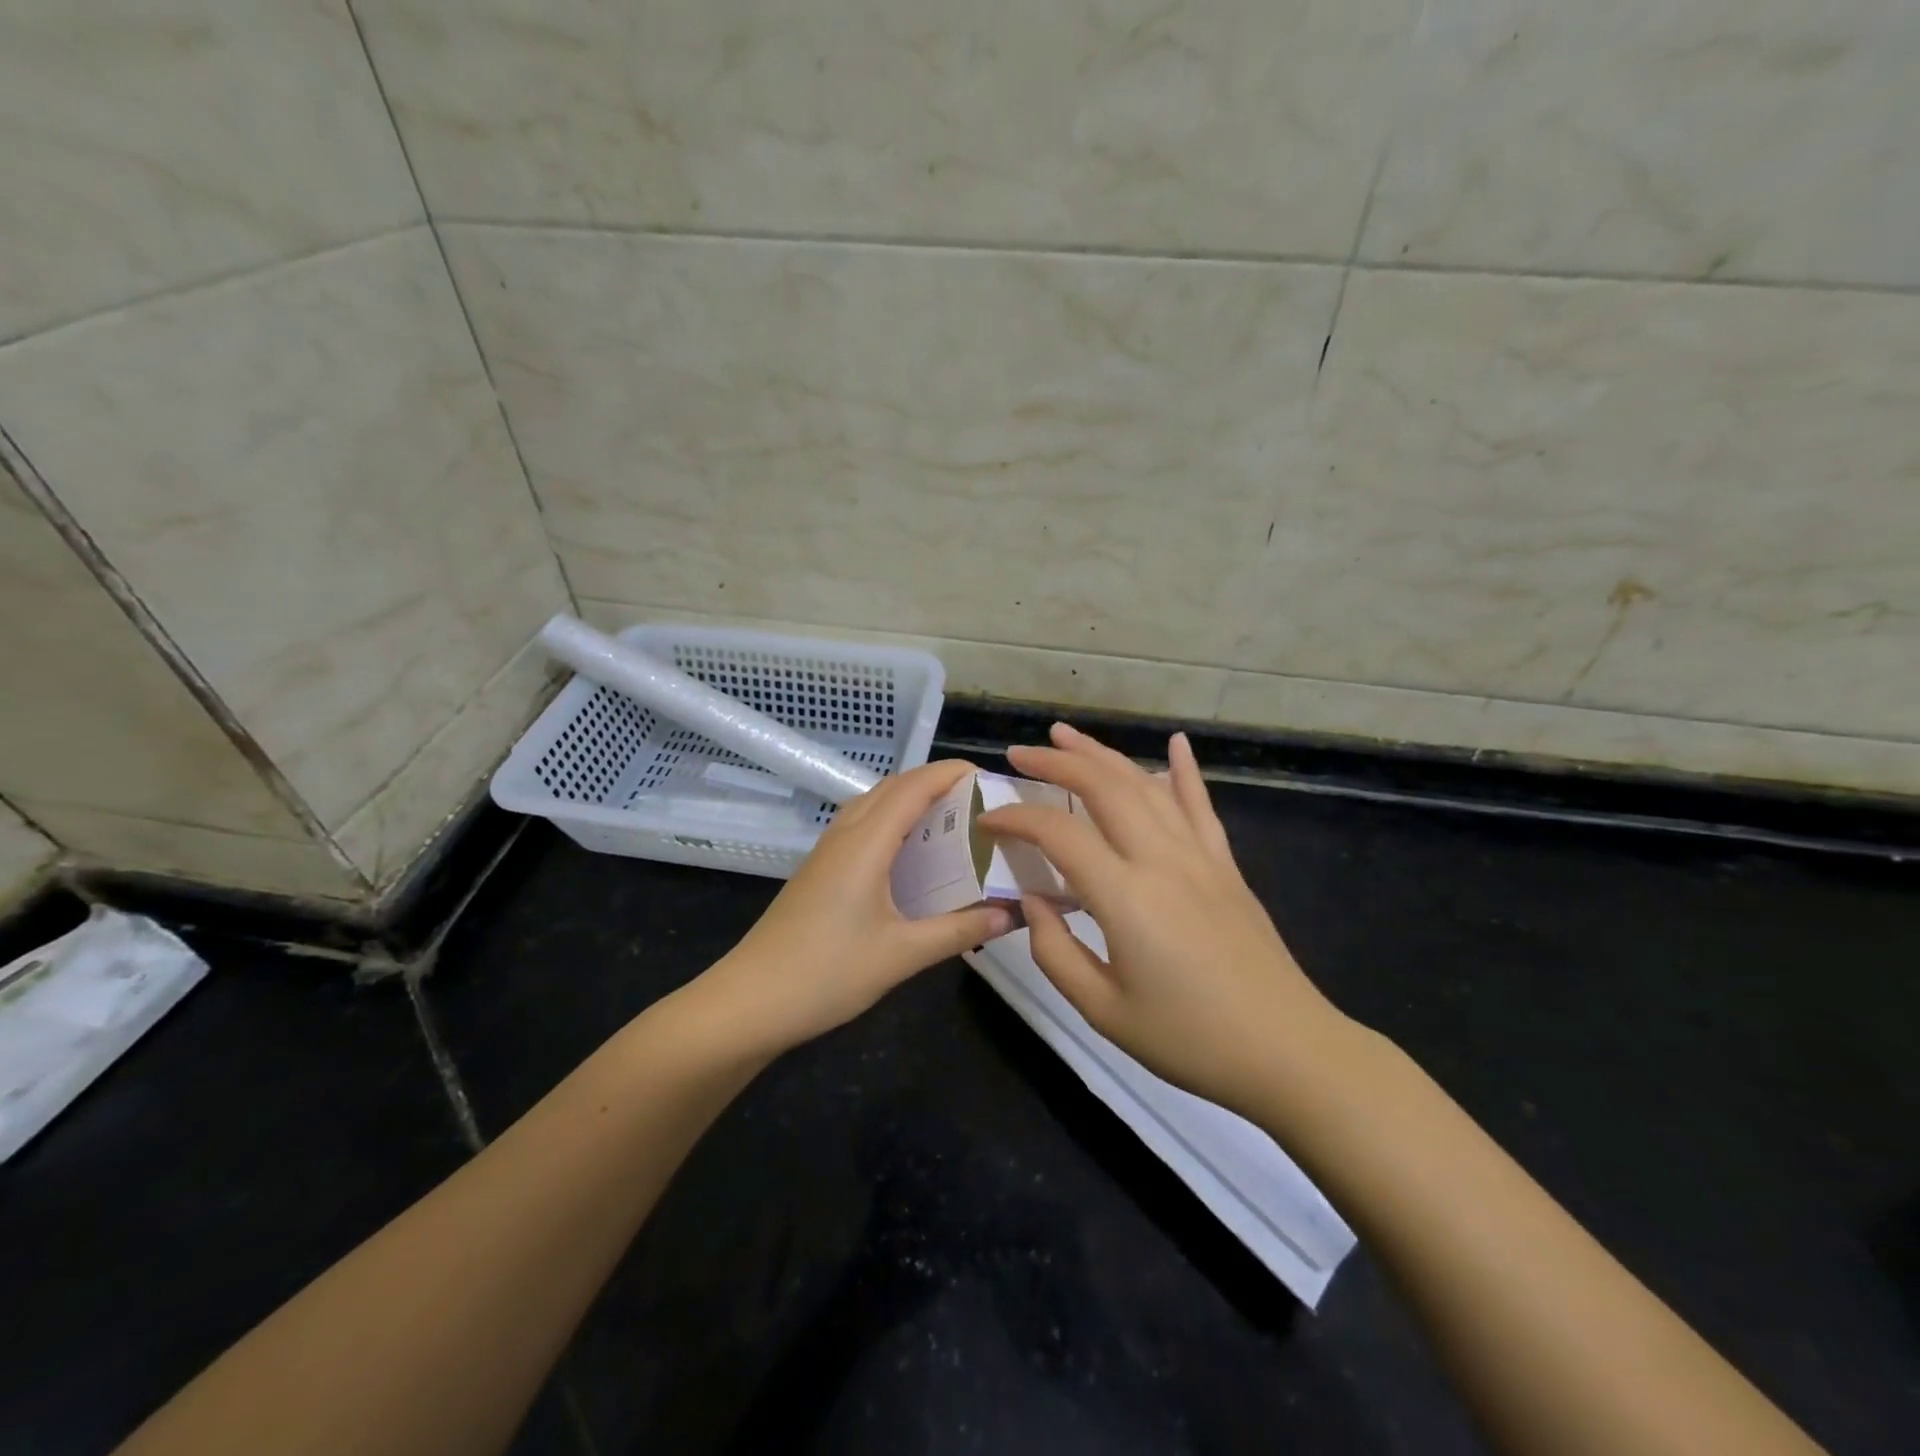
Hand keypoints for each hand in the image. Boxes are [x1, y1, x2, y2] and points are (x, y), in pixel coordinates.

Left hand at [703, 760, 1014, 1051]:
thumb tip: (1010, 915)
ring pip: (873, 804)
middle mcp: (846, 835)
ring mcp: (827, 852)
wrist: (750, 1001)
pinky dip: (892, 822)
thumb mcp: (902, 955)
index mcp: (867, 843)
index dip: (950, 773)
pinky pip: (861, 826)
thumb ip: (959, 931)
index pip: (914, 788)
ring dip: (910, 799)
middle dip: (935, 782)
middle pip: (892, 787)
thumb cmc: (827, 973)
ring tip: (950, 819)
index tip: (989, 777)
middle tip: (978, 800)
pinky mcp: (819, 871)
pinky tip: (909, 854)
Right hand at [978, 723, 1350, 1117]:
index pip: (1059, 832)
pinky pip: (1200, 805)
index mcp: (1126, 895)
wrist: (1287, 1051)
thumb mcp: (1103, 1010)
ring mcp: (1200, 856)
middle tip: (1018, 755)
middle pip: (1103, 787)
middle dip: (1056, 763)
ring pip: (1145, 784)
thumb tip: (1032, 901)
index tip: (988, 821)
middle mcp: (1161, 858)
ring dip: (1103, 754)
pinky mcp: (1226, 865)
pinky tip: (1175, 742)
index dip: (1016, 818)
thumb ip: (1054, 951)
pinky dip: (1184, 770)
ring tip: (1067, 737)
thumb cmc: (1189, 1039)